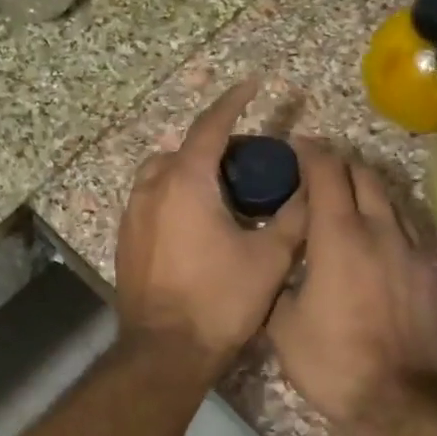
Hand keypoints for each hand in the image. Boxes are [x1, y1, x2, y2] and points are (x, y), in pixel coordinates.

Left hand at [116, 80, 308, 376]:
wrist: (165, 351)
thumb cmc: (220, 301)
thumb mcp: (270, 258)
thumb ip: (294, 217)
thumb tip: (311, 189)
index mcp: (185, 182)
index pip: (211, 126)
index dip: (234, 101)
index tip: (253, 84)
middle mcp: (151, 190)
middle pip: (180, 149)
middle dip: (211, 145)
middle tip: (244, 161)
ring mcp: (132, 217)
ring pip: (159, 175)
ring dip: (187, 171)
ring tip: (219, 192)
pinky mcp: (125, 242)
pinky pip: (148, 203)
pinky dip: (171, 197)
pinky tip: (195, 224)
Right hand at [268, 141, 436, 435]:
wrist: (397, 399)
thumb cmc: (330, 361)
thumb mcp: (282, 323)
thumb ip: (280, 280)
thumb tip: (281, 261)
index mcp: (338, 237)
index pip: (327, 172)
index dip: (310, 152)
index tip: (295, 146)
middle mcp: (380, 230)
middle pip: (363, 174)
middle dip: (339, 163)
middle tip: (317, 170)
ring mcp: (412, 249)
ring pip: (391, 198)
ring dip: (366, 187)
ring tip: (347, 197)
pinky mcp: (432, 271)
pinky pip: (410, 228)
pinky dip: (389, 218)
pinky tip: (378, 235)